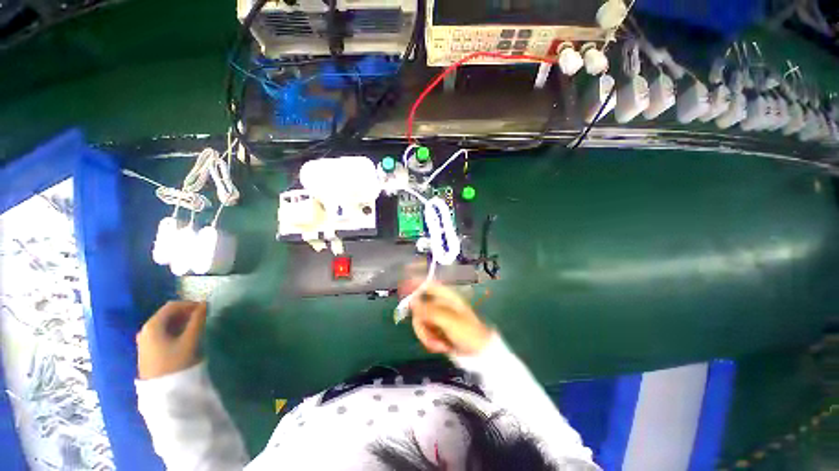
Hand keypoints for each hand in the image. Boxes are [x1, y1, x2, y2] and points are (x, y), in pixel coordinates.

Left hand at [136, 301, 206, 379]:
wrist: (162, 391)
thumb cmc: (175, 363)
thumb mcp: (189, 340)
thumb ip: (198, 321)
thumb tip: (205, 304)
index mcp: (152, 325)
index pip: (172, 305)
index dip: (190, 304)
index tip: (206, 309)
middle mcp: (145, 330)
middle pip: (167, 314)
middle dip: (186, 313)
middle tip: (203, 317)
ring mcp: (144, 340)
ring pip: (165, 324)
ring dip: (181, 322)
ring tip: (196, 327)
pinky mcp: (147, 350)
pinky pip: (162, 333)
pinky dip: (175, 330)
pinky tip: (184, 337)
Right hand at [401, 281, 492, 355]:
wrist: (479, 353)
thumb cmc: (468, 332)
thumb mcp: (449, 320)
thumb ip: (429, 310)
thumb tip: (412, 302)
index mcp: (446, 297)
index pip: (428, 285)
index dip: (415, 284)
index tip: (402, 289)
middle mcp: (440, 305)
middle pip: (419, 307)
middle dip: (421, 324)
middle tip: (428, 335)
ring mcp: (438, 318)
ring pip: (420, 322)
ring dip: (426, 335)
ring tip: (439, 345)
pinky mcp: (437, 329)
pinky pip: (425, 331)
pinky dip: (429, 340)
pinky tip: (440, 346)